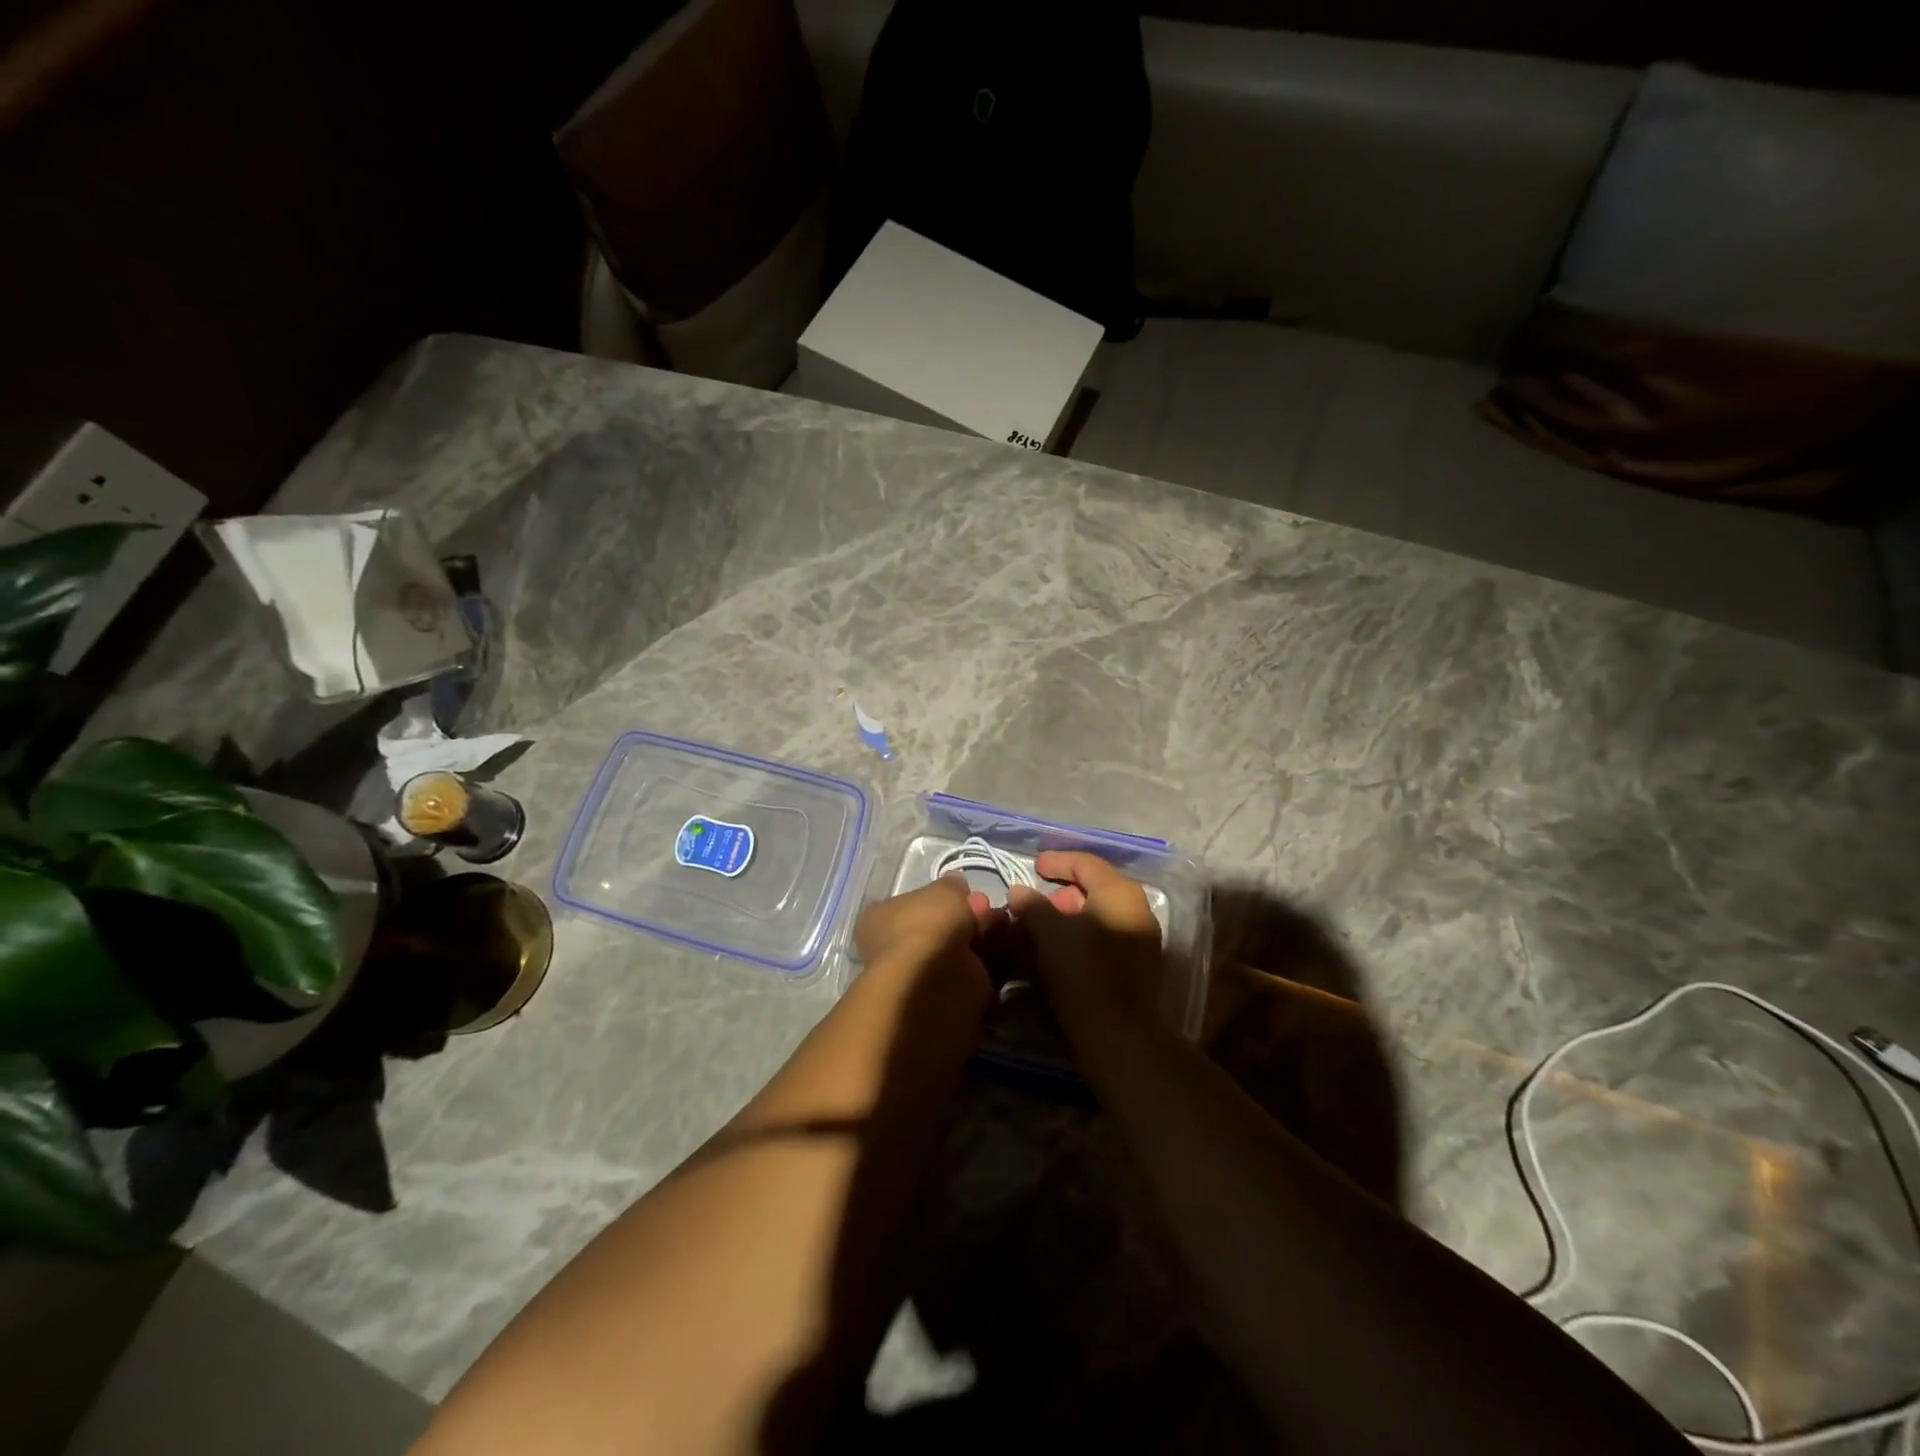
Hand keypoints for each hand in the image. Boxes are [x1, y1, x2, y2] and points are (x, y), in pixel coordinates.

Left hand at [854, 874, 1001, 982]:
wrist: (934, 982)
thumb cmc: (927, 926)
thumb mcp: (943, 890)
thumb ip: (952, 886)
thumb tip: (956, 885)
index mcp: (884, 919)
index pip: (916, 903)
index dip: (945, 898)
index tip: (969, 893)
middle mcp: (900, 947)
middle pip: (943, 927)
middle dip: (970, 917)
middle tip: (990, 910)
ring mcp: (924, 974)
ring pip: (962, 950)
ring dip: (985, 937)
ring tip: (1006, 925)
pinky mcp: (950, 996)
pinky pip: (977, 972)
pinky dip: (994, 960)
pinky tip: (1010, 946)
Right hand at [1006, 851, 1163, 1047]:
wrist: (1117, 1036)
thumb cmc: (1081, 971)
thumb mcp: (1047, 932)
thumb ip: (1031, 905)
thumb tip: (1019, 892)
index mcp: (1120, 892)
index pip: (1086, 863)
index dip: (1056, 861)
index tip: (1033, 866)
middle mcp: (1136, 910)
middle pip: (1092, 891)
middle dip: (1057, 896)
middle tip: (1031, 906)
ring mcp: (1139, 941)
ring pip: (1095, 919)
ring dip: (1064, 922)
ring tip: (1035, 934)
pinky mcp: (1134, 970)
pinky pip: (1101, 942)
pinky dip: (1076, 941)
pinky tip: (1052, 956)